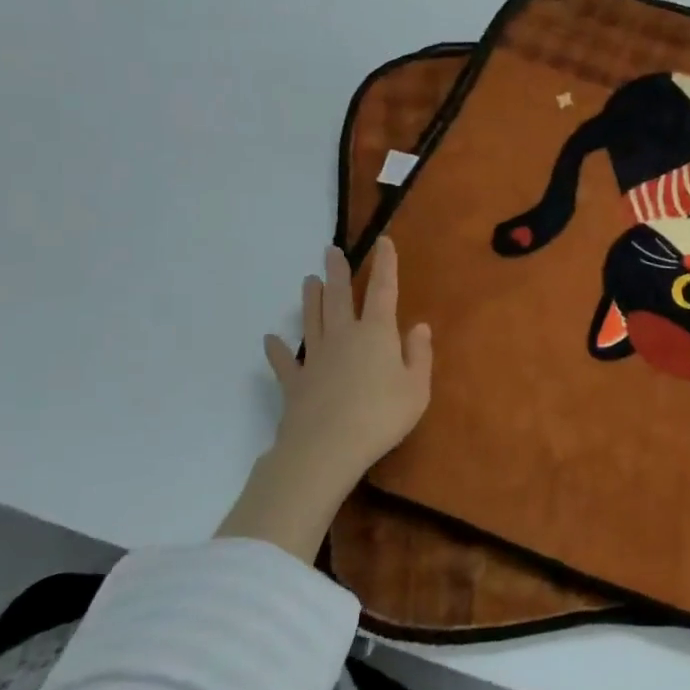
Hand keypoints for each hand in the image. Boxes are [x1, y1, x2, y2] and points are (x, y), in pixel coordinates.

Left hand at [218, 237, 432, 559]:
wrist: (326, 448)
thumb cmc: (381, 416)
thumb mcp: (417, 388)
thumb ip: (419, 355)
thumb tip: (418, 326)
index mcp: (377, 334)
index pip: (383, 291)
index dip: (385, 265)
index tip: (382, 241)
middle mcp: (344, 337)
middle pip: (340, 298)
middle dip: (338, 272)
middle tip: (330, 250)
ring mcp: (315, 358)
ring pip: (312, 321)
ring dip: (311, 300)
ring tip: (309, 281)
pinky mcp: (295, 383)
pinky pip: (285, 362)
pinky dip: (277, 351)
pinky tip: (270, 340)